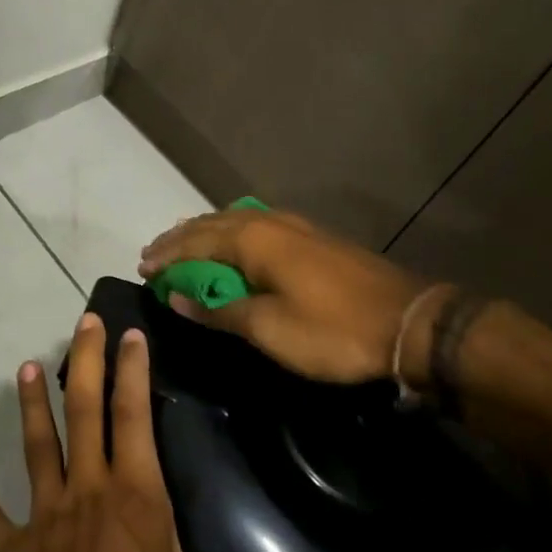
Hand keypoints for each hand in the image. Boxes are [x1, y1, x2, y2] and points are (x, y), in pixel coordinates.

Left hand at [0, 313, 343, 551]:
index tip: (130, 331)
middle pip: (84, 412)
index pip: (136, 416)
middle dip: (85, 362)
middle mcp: (88, 492)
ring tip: (25, 367)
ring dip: (31, 406)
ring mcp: (44, 518)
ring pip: (37, 447)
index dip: (133, 371)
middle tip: (82, 320)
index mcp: (135, 497)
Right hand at [140, 208, 440, 387]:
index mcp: (252, 240)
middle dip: (180, 239)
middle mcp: (268, 222)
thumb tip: (178, 298)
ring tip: (185, 245)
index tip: (142, 268)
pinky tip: (233, 245)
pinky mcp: (313, 238)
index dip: (167, 257)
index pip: (194, 243)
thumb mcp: (268, 329)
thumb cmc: (332, 331)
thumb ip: (219, 311)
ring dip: (205, 233)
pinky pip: (256, 226)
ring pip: (235, 220)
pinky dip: (231, 235)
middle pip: (212, 224)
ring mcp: (294, 226)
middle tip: (155, 253)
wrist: (409, 323)